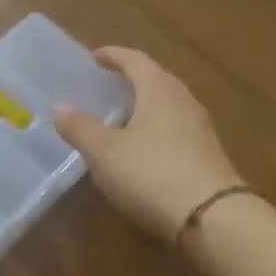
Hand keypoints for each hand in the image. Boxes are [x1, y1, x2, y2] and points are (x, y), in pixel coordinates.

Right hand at [54, 47, 244, 241]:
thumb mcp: (105, 152)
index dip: (114, 55)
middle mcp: (183, 101)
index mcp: (158, 89)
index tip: (96, 56)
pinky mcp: (208, 157)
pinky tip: (144, 149)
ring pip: (169, 106)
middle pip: (156, 79)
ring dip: (146, 105)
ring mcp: (201, 130)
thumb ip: (81, 128)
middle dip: (132, 78)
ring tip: (123, 116)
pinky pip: (177, 130)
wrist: (215, 220)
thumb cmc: (152, 174)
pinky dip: (157, 130)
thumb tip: (60, 106)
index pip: (135, 60)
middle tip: (109, 83)